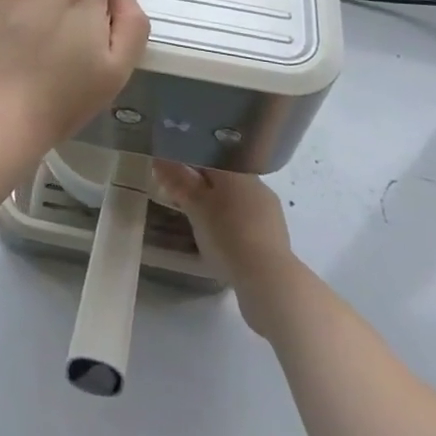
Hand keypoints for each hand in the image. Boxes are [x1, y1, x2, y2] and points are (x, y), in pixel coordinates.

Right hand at [154, 162, 303, 338]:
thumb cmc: (227, 235)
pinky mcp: (275, 234)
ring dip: (219, 206)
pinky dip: (233, 224)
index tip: (171, 175)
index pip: (207, 156)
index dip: (187, 163)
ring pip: (236, 199)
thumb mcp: (195, 207)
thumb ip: (178, 181)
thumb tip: (159, 158)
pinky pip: (247, 219)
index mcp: (235, 171)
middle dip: (202, 186)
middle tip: (181, 200)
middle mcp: (255, 183)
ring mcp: (268, 209)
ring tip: (201, 223)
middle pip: (223, 178)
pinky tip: (224, 241)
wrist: (269, 279)